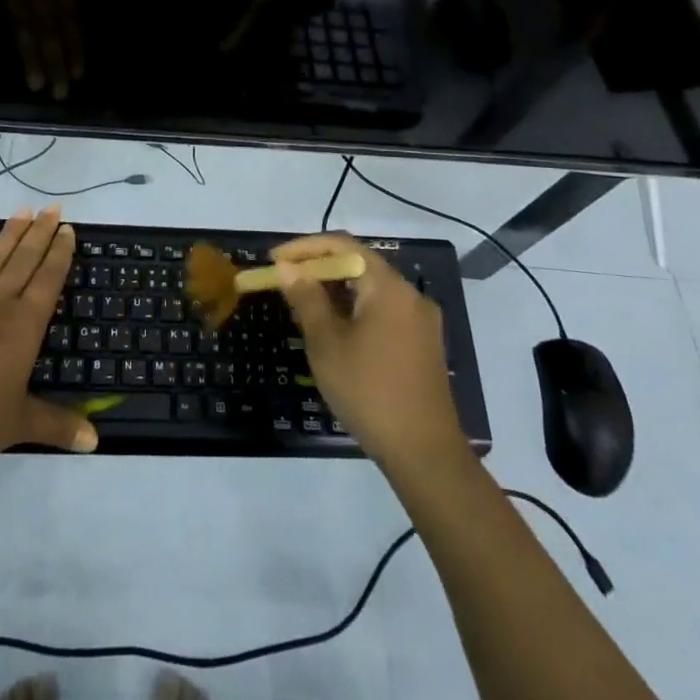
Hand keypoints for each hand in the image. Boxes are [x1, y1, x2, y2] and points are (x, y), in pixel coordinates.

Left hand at [0, 207, 97, 465]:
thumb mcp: (20, 423)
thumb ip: (58, 425)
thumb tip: (96, 441)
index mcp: (22, 326)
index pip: (47, 281)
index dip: (59, 254)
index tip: (67, 230)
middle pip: (23, 262)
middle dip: (40, 234)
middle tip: (52, 208)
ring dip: (8, 236)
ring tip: (22, 211)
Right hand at [273, 234, 466, 470]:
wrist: (424, 453)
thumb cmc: (369, 391)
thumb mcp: (327, 344)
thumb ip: (306, 299)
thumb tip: (287, 268)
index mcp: (388, 287)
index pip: (342, 246)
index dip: (305, 248)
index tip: (275, 261)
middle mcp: (409, 294)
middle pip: (358, 264)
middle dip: (318, 269)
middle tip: (285, 282)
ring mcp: (420, 320)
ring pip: (370, 289)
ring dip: (336, 291)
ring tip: (303, 306)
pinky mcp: (423, 344)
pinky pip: (383, 311)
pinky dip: (355, 310)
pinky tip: (335, 331)